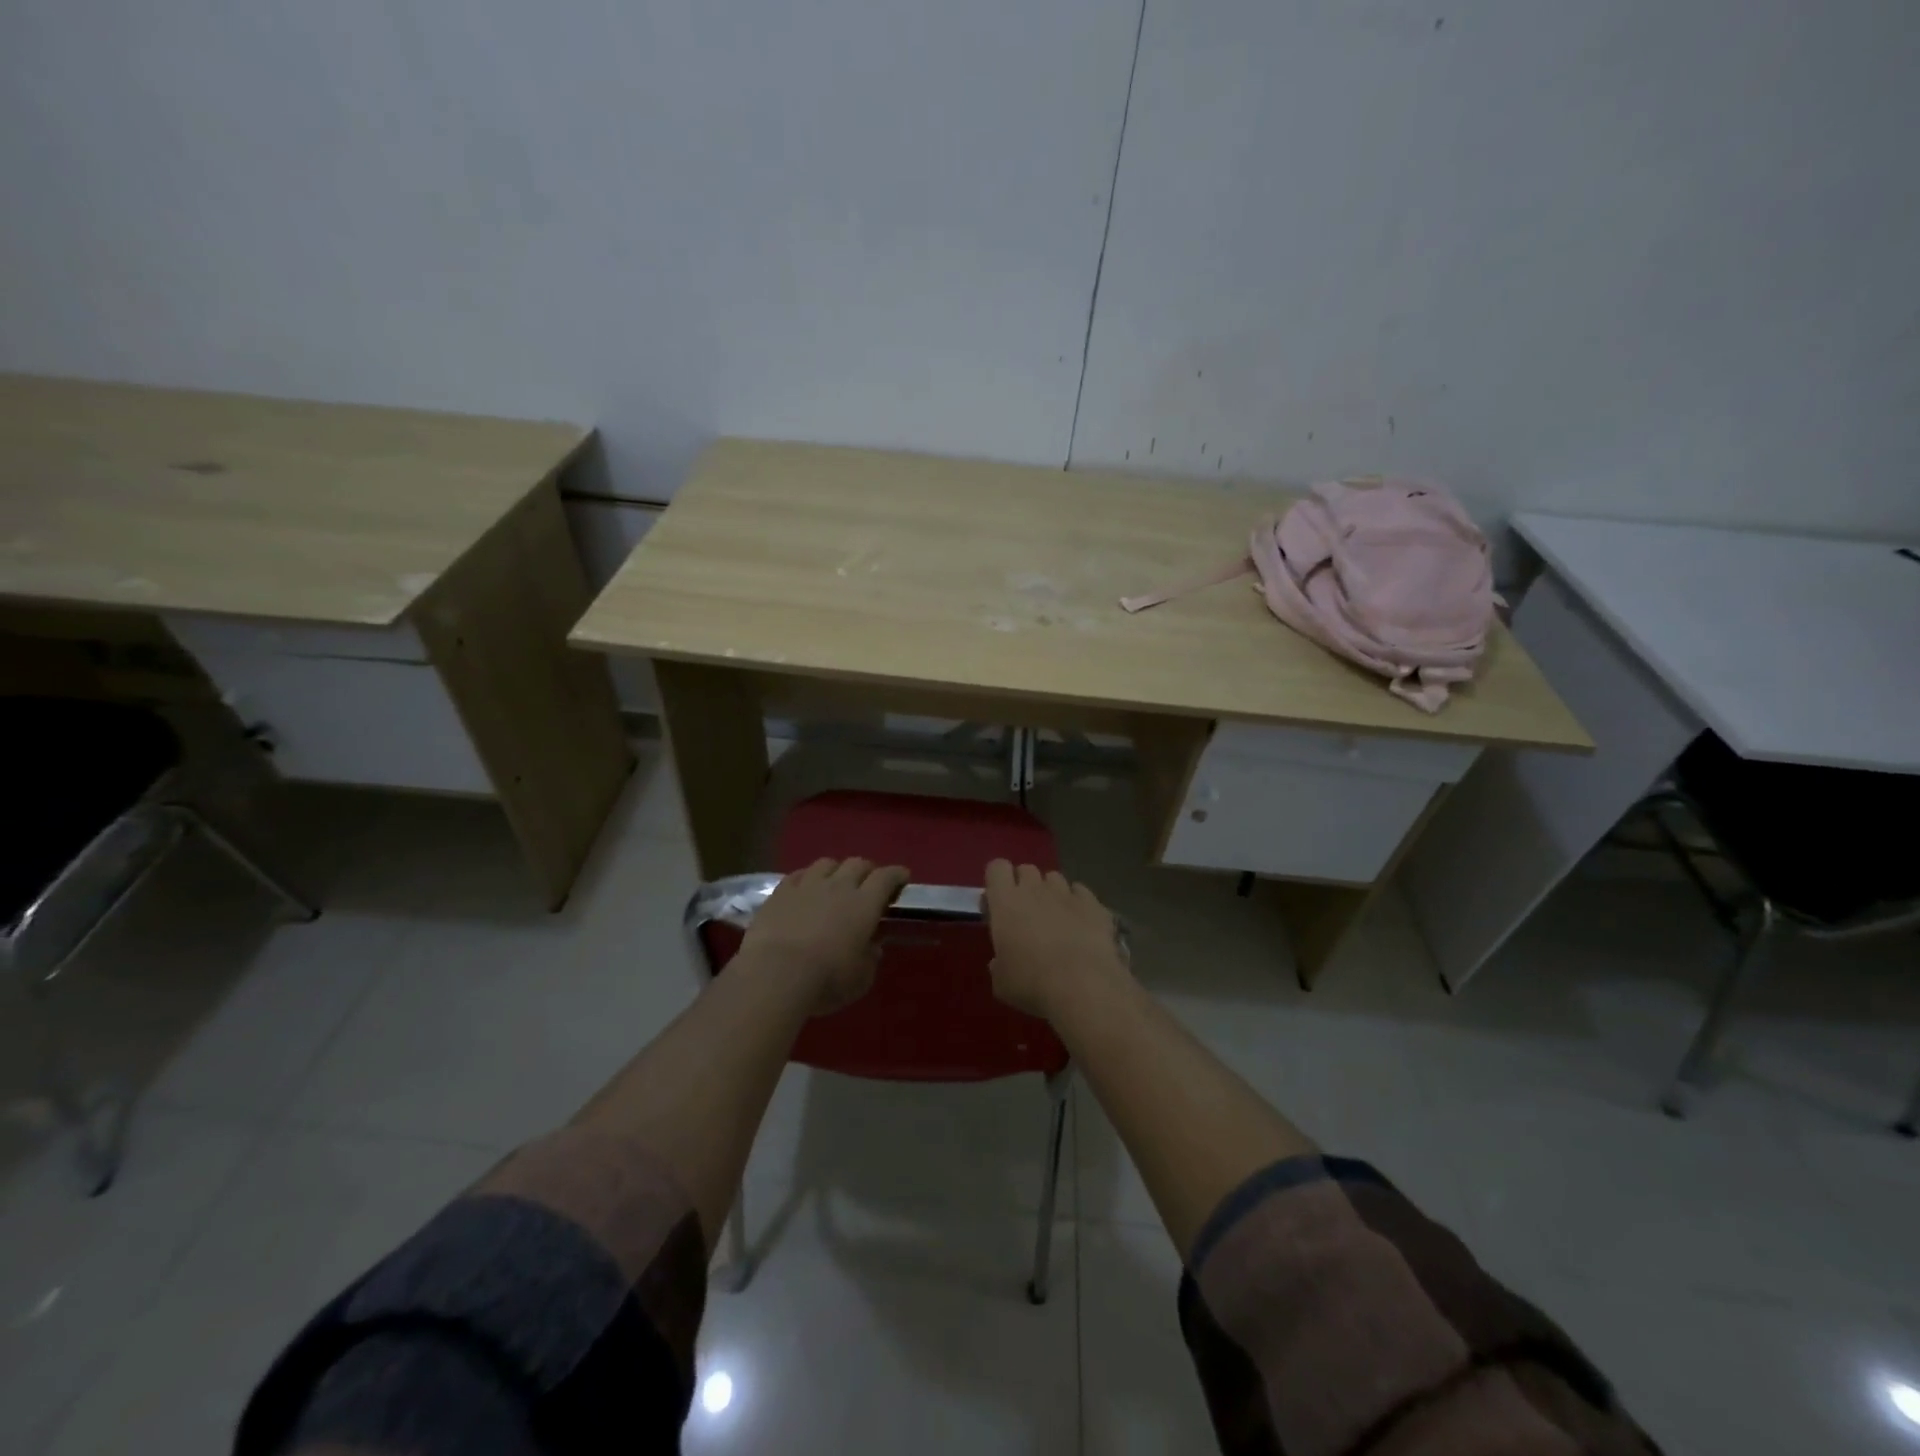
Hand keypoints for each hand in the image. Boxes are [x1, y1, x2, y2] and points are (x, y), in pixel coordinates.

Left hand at [740, 858, 909, 1013]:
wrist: (775, 974)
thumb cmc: (827, 979)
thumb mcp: (861, 979)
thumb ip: (870, 958)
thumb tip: (871, 946)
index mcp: (864, 904)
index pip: (886, 878)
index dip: (896, 874)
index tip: (902, 876)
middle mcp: (838, 886)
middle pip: (857, 864)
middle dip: (867, 870)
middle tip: (869, 882)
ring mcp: (807, 886)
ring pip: (826, 863)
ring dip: (836, 870)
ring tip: (835, 882)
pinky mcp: (780, 893)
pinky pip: (797, 875)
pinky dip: (806, 878)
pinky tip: (805, 887)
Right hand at [982, 860, 1127, 1021]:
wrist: (1083, 987)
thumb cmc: (1032, 984)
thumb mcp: (1002, 982)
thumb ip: (998, 963)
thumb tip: (1001, 961)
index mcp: (1005, 902)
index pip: (996, 867)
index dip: (997, 881)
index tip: (998, 902)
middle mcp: (1035, 889)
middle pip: (1026, 869)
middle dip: (1024, 885)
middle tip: (1026, 913)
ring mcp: (1067, 893)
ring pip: (1055, 878)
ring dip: (1051, 892)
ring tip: (1055, 918)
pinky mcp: (1094, 904)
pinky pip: (1081, 892)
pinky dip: (1078, 902)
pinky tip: (1080, 922)